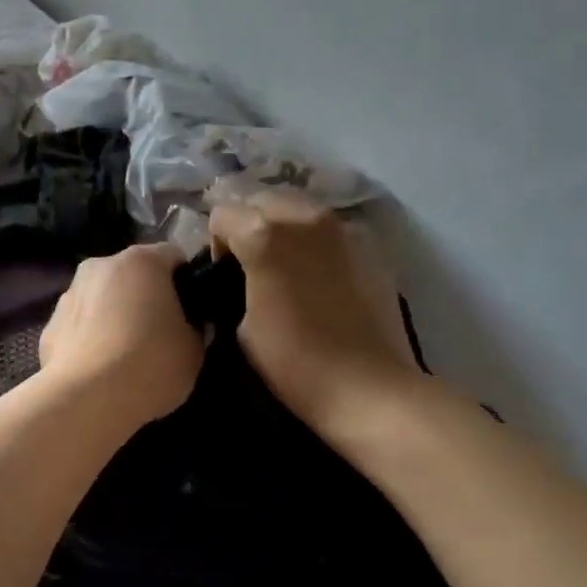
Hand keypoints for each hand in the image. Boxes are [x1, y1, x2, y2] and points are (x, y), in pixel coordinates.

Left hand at [38, 244, 204, 429]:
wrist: (88, 399)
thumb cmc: (151, 364)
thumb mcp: (194, 349)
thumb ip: (194, 328)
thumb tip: (186, 326)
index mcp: (142, 261)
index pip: (174, 256)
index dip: (187, 281)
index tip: (193, 310)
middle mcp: (101, 266)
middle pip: (133, 274)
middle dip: (147, 297)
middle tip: (161, 333)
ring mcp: (69, 294)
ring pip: (102, 298)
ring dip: (114, 315)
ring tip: (126, 356)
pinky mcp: (49, 326)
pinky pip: (79, 326)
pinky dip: (90, 339)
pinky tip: (99, 370)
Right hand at [209, 194, 423, 448]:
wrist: (370, 388)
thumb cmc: (296, 364)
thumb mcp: (241, 328)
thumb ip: (234, 286)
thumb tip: (239, 276)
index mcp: (263, 235)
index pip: (221, 213)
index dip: (216, 243)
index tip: (224, 274)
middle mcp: (302, 216)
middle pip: (260, 199)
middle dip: (249, 224)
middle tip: (252, 264)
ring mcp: (340, 226)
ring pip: (297, 206)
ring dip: (282, 225)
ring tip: (286, 264)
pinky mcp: (367, 244)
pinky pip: (328, 227)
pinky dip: (314, 239)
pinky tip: (319, 274)